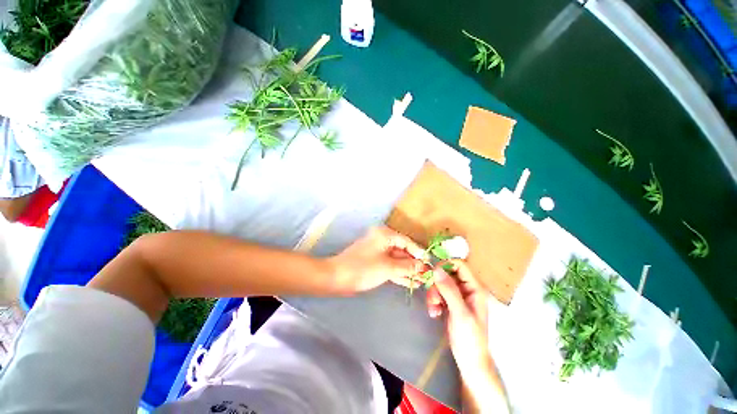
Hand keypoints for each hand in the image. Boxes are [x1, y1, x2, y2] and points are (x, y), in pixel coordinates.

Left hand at [328, 227, 426, 292]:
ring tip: (422, 281)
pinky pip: (390, 265)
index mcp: (384, 235)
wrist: (336, 278)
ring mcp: (378, 251)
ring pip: (397, 260)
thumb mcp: (388, 267)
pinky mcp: (375, 262)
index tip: (430, 263)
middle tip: (428, 275)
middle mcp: (382, 240)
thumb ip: (407, 266)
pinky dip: (399, 273)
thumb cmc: (363, 268)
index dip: (419, 252)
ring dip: (408, 270)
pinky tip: (410, 282)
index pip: (407, 242)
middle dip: (414, 263)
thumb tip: (423, 266)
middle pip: (403, 251)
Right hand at [426, 260, 509, 412]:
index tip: (433, 273)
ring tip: (433, 309)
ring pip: (440, 283)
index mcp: (475, 288)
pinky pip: (438, 293)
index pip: (460, 265)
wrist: (469, 360)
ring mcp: (458, 295)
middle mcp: (467, 288)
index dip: (446, 265)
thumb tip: (436, 269)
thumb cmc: (470, 338)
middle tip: (433, 299)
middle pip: (447, 274)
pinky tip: (434, 312)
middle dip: (437, 284)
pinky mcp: (450, 302)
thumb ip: (449, 290)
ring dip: (433, 294)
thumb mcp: (459, 313)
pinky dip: (433, 300)